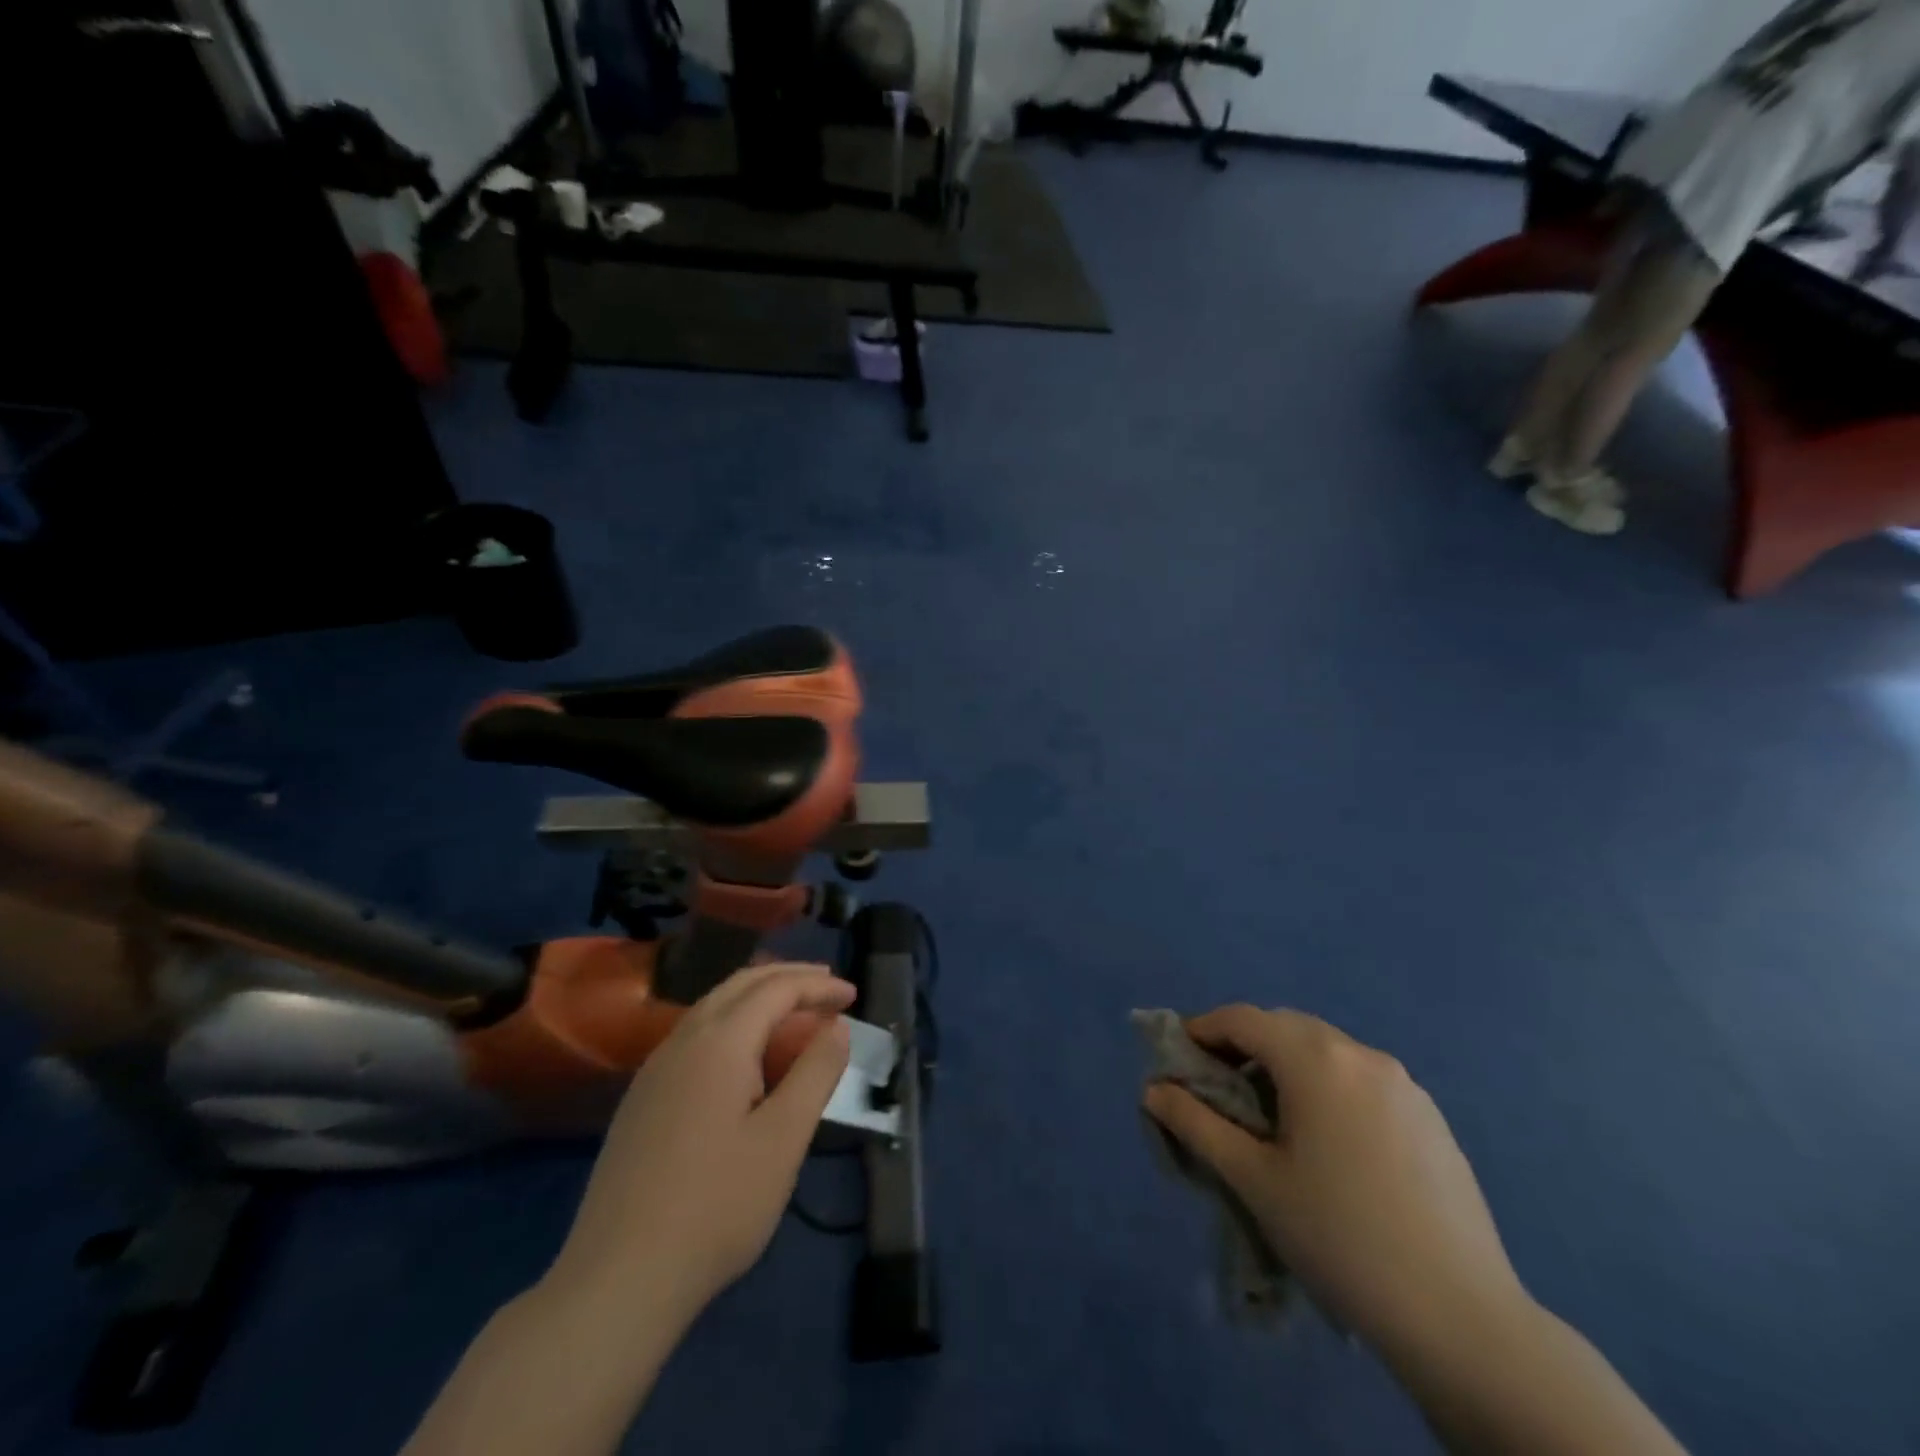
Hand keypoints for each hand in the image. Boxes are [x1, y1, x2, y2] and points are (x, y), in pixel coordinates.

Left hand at [547, 963, 854, 1321]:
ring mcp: (655, 1069)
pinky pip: (695, 1034)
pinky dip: (733, 1023)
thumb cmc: (717, 1206)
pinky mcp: (642, 1098)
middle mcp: (683, 1040)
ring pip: (713, 1006)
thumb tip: (837, 1026)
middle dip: (788, 978)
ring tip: (795, 1014)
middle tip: (828, 988)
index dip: (819, 986)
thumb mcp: (784, 1139)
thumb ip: (815, 1072)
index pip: (776, 989)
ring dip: (759, 998)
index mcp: (720, 1041)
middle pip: (741, 984)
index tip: (854, 995)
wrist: (618, 1279)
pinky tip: (745, 1056)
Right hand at [1144, 1006, 1528, 1356]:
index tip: (1179, 1059)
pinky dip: (1329, 1087)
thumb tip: (1154, 1090)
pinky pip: (1362, 1079)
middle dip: (1245, 1046)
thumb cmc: (1339, 1238)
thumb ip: (1197, 1124)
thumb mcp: (1253, 1179)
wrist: (1460, 1318)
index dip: (1203, 1030)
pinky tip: (1330, 1143)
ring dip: (1288, 1065)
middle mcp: (1361, 1055)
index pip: (1243, 1019)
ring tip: (1273, 1118)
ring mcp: (1404, 1084)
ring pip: (1326, 1051)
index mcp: (1316, 1060)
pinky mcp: (1431, 1117)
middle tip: (1220, 1089)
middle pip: (1286, 1028)